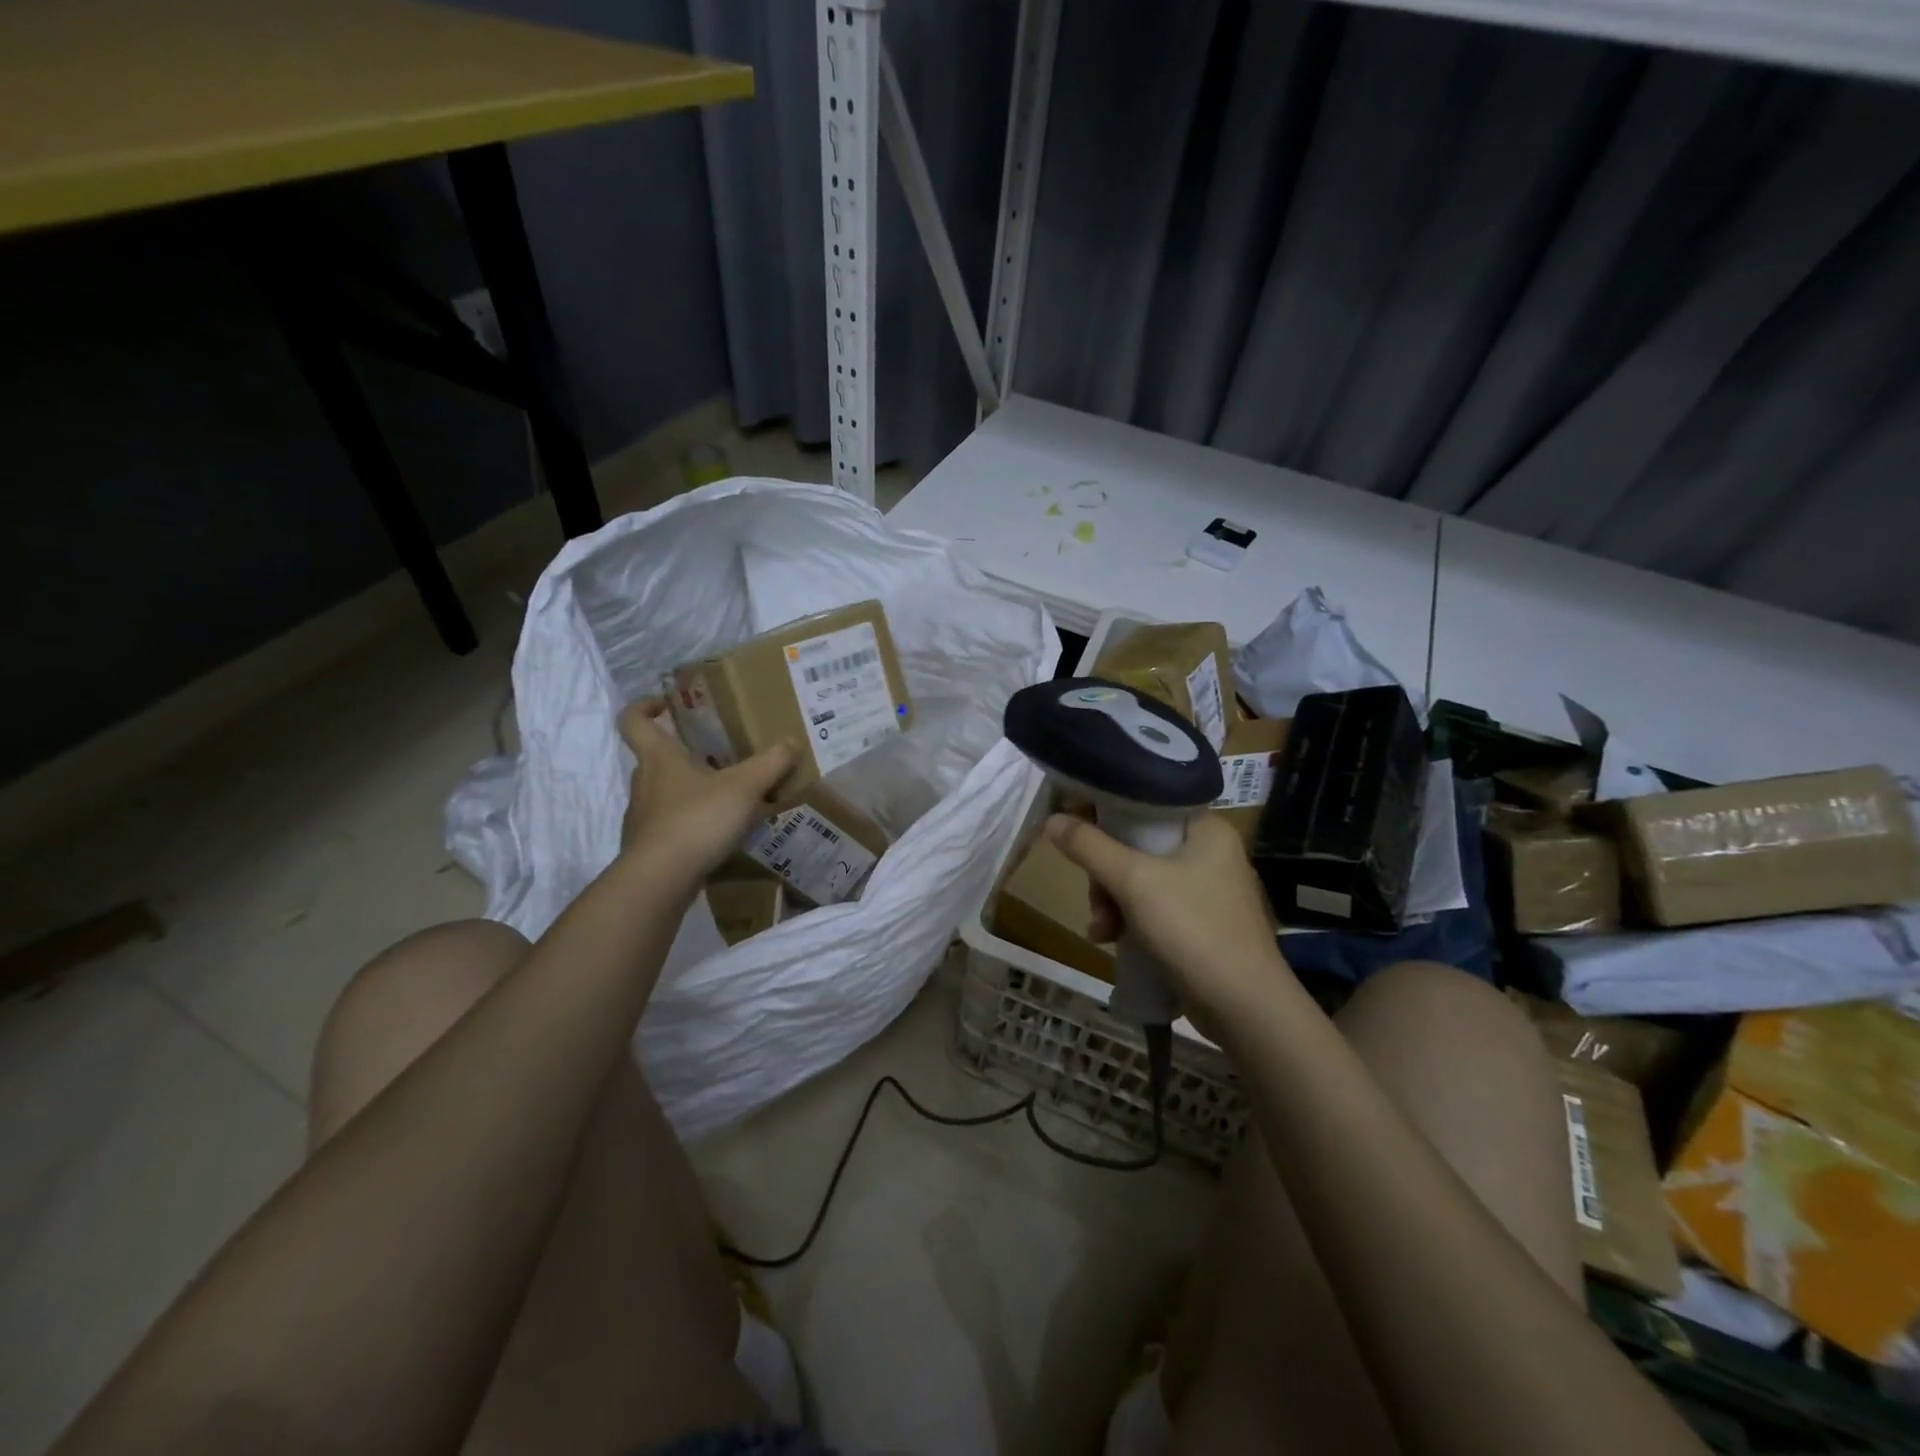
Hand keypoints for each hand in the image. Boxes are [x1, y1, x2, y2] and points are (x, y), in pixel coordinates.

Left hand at [618, 704, 795, 876]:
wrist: (660, 879)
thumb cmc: (697, 819)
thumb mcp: (745, 787)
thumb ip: (771, 764)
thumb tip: (792, 742)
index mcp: (659, 757)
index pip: (634, 720)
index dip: (644, 706)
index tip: (666, 704)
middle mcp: (645, 782)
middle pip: (656, 757)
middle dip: (685, 753)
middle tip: (719, 754)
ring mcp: (643, 816)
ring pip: (665, 791)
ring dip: (692, 789)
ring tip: (728, 796)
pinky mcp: (650, 845)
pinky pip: (671, 823)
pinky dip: (692, 821)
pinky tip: (719, 832)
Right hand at [1046, 811, 1284, 1026]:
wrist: (1245, 1009)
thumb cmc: (1193, 929)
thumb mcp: (1134, 881)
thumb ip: (1089, 847)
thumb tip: (1051, 819)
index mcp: (1205, 828)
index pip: (1144, 800)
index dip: (1103, 807)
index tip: (1070, 822)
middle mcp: (1208, 851)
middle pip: (1137, 842)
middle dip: (1105, 872)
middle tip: (1095, 896)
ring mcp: (1205, 890)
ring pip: (1139, 878)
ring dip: (1111, 900)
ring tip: (1101, 928)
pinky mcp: (1199, 923)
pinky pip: (1151, 906)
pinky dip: (1128, 919)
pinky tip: (1110, 940)